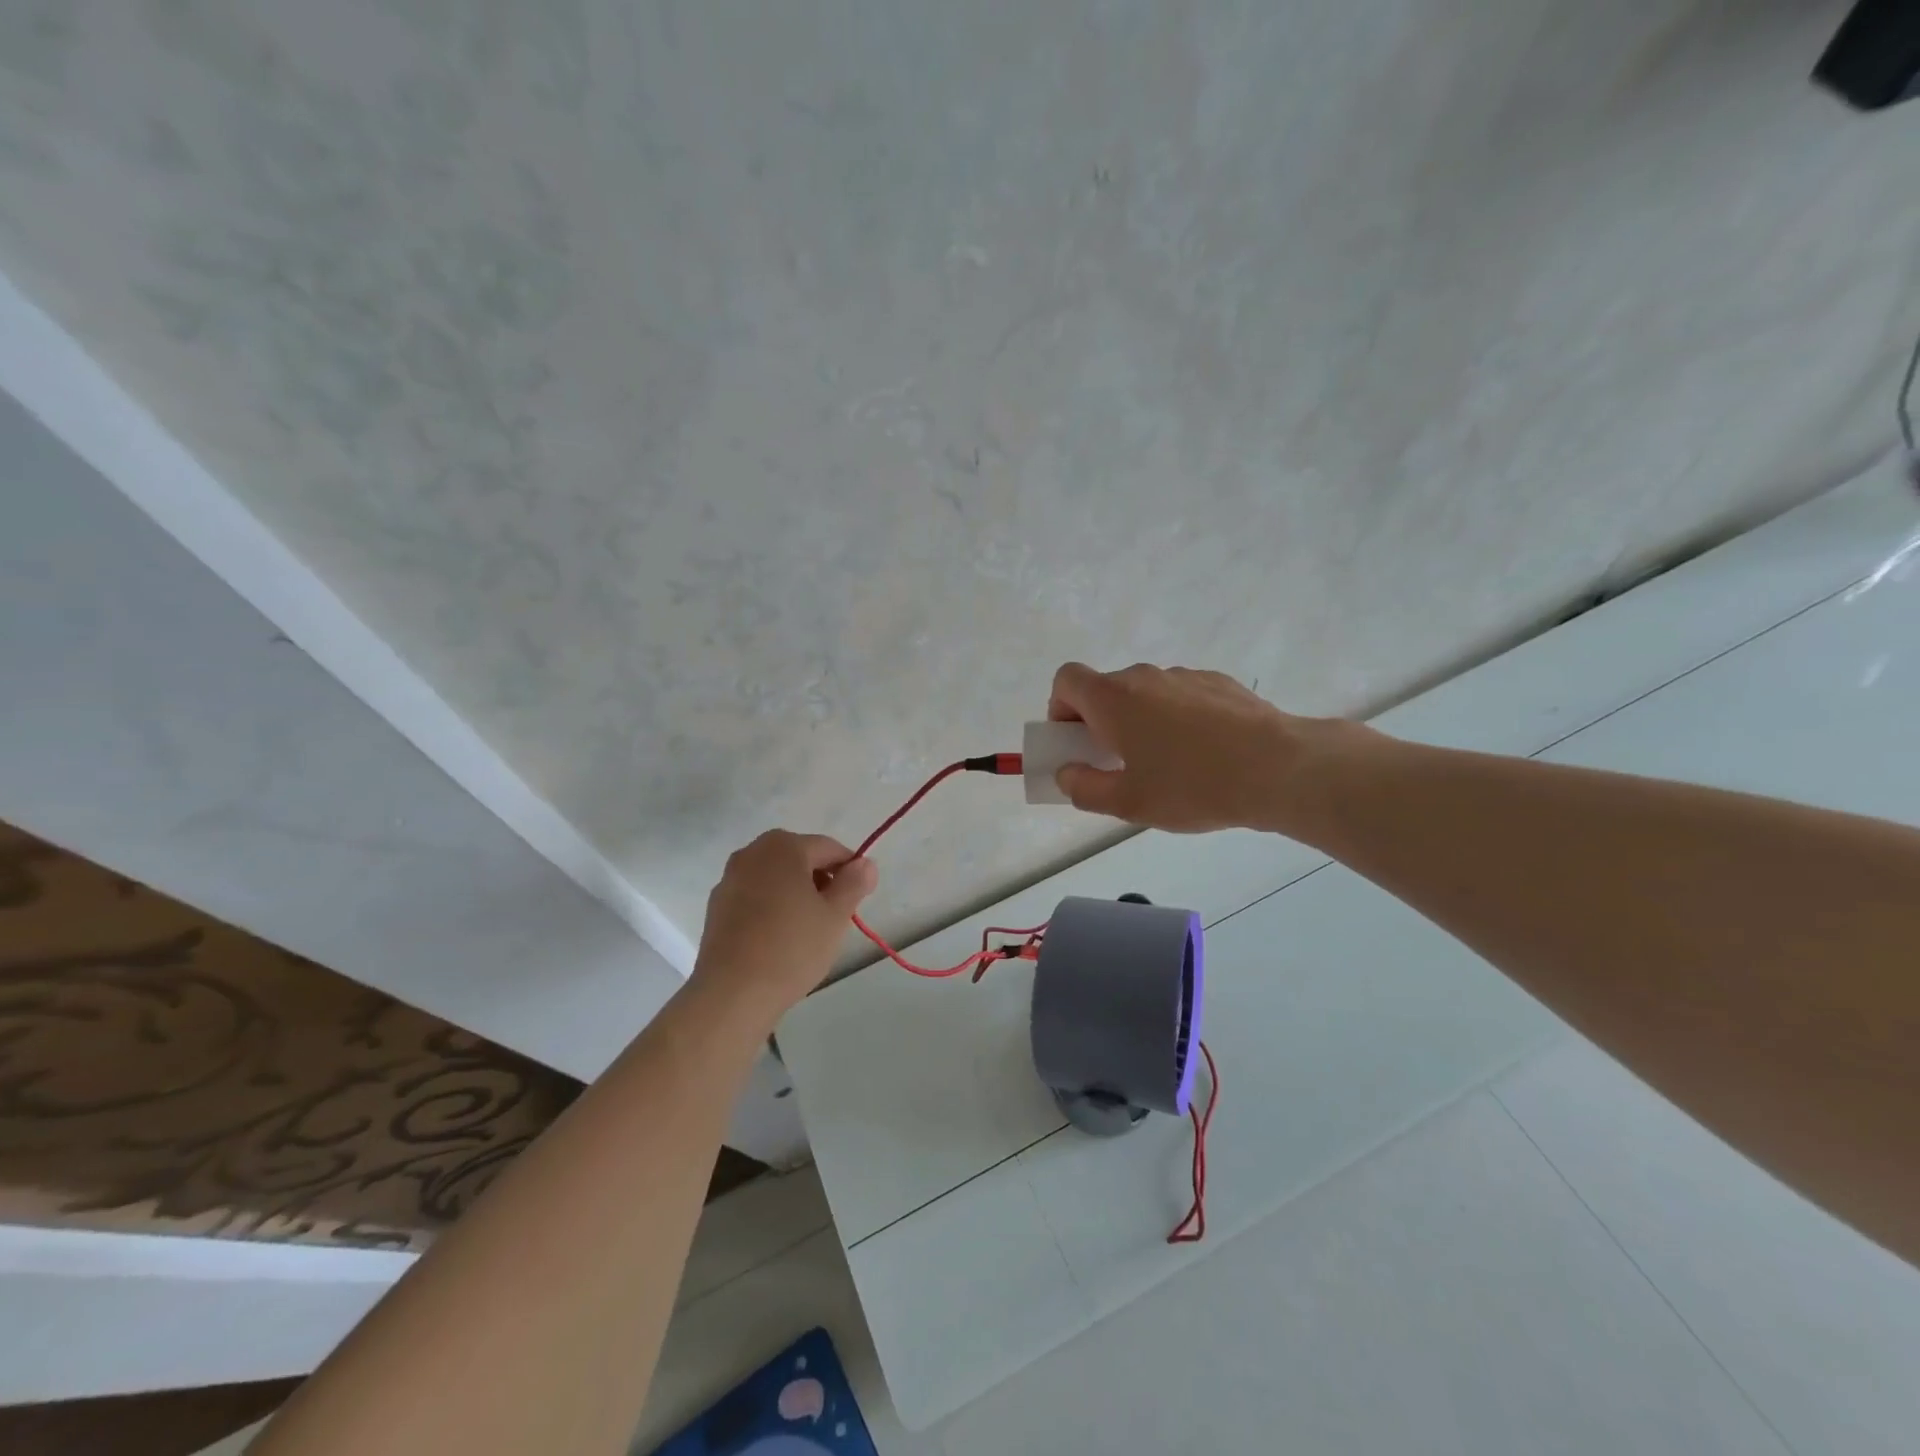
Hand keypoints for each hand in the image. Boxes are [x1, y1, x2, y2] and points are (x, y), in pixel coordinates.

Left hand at [691, 831, 877, 1022]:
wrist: (732, 994)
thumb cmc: (791, 948)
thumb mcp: (835, 915)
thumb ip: (854, 883)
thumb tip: (864, 864)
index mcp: (783, 847)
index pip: (829, 849)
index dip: (850, 871)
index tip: (859, 900)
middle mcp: (751, 853)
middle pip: (799, 859)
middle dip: (820, 881)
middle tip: (833, 917)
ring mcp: (729, 879)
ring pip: (775, 878)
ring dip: (795, 894)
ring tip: (806, 931)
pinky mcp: (716, 907)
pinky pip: (755, 897)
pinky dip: (771, 908)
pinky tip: (778, 940)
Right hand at [1048, 661, 1343, 834]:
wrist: (1280, 768)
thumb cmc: (1192, 785)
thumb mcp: (1128, 803)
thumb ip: (1084, 789)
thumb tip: (1067, 774)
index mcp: (1114, 698)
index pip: (1067, 680)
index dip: (1061, 708)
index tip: (1076, 742)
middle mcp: (1145, 677)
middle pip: (1107, 689)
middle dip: (1101, 723)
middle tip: (1118, 765)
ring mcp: (1186, 676)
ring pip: (1146, 695)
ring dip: (1141, 721)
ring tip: (1168, 766)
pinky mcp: (1220, 684)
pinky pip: (1182, 697)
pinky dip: (1178, 719)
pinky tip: (1204, 755)